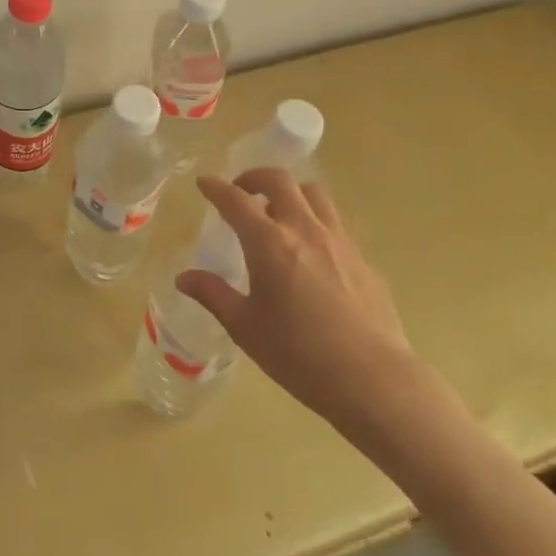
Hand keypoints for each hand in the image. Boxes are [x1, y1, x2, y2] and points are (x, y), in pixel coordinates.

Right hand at [178, 168, 417, 433]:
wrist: (372, 378)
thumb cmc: (298, 354)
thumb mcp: (245, 328)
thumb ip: (213, 295)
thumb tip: (184, 278)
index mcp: (269, 243)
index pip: (235, 201)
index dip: (216, 188)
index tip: (204, 183)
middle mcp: (304, 229)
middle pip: (279, 181)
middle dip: (255, 177)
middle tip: (242, 191)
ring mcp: (339, 240)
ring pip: (314, 194)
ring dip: (291, 193)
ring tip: (280, 213)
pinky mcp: (363, 258)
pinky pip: (336, 223)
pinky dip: (316, 222)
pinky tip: (313, 253)